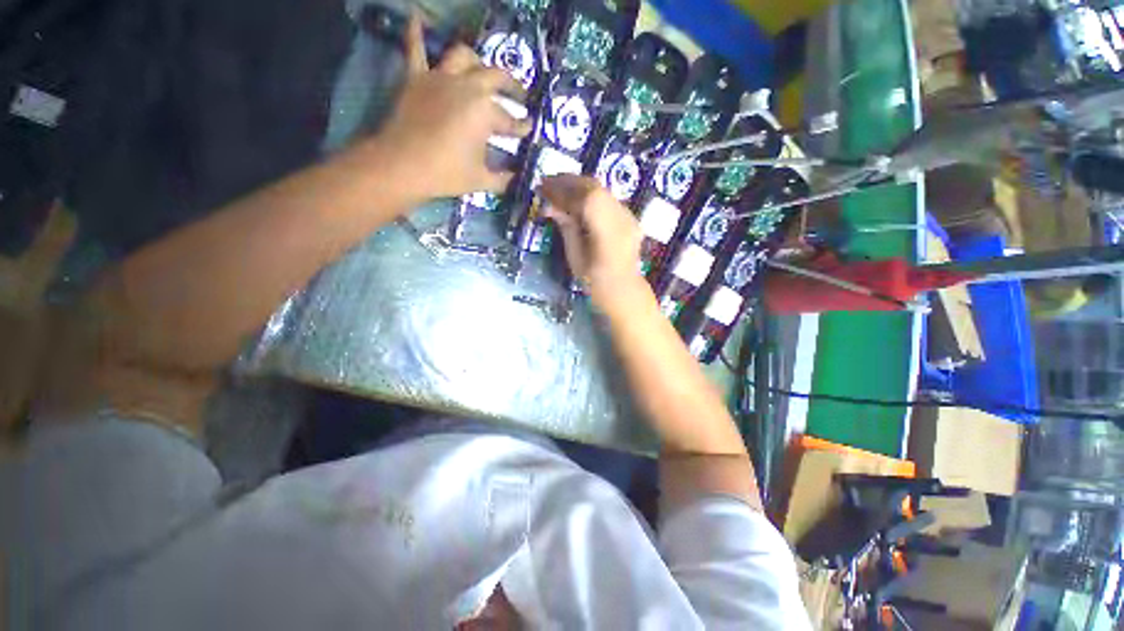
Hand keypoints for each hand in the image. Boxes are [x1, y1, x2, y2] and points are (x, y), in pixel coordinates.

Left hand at [377, 16, 530, 198]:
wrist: (403, 166)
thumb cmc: (447, 174)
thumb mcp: (481, 180)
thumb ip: (503, 179)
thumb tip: (517, 178)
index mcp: (486, 112)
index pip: (511, 120)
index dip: (522, 127)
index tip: (530, 128)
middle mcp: (467, 87)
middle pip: (496, 78)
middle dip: (514, 87)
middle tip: (521, 97)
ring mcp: (440, 78)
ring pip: (464, 57)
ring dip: (478, 61)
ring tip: (483, 69)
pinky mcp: (417, 78)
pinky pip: (415, 48)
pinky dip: (416, 32)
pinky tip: (417, 17)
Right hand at [540, 175, 644, 307]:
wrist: (624, 291)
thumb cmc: (595, 280)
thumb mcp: (575, 255)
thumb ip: (566, 226)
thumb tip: (550, 206)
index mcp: (605, 227)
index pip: (580, 196)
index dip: (559, 189)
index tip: (541, 187)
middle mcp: (620, 214)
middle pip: (593, 186)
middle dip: (568, 182)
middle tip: (548, 184)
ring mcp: (628, 214)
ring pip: (602, 189)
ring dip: (580, 187)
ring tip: (561, 191)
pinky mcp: (630, 217)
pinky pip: (608, 198)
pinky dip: (591, 195)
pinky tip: (579, 202)